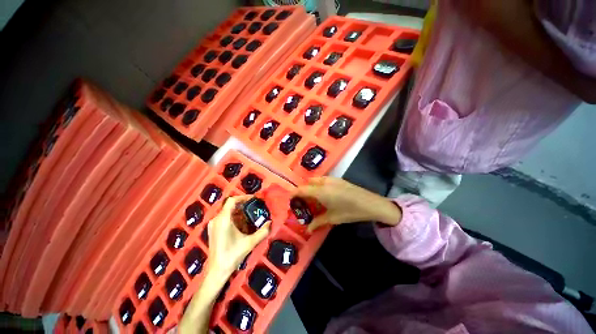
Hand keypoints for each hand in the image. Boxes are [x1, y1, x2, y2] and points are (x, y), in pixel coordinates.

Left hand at [207, 195, 270, 276]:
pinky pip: (224, 217)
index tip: (253, 199)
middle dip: (242, 204)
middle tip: (254, 206)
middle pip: (229, 205)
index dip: (243, 197)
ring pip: (226, 211)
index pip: (232, 200)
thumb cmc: (232, 255)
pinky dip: (233, 216)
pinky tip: (241, 223)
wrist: (216, 271)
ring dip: (238, 210)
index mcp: (223, 220)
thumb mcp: (250, 243)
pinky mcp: (213, 230)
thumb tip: (270, 222)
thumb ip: (262, 232)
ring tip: (249, 214)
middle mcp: (216, 219)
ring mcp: (213, 225)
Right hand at [295, 177, 401, 231]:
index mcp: (320, 191)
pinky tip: (324, 195)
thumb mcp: (332, 218)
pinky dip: (318, 185)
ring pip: (315, 180)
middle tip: (303, 201)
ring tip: (313, 199)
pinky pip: (323, 180)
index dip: (294, 193)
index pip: (301, 189)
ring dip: (311, 187)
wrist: (370, 203)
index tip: (290, 198)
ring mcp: (332, 179)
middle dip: (303, 190)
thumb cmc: (350, 212)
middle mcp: (324, 182)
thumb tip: (307, 230)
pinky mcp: (338, 179)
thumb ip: (317, 222)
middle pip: (308, 183)